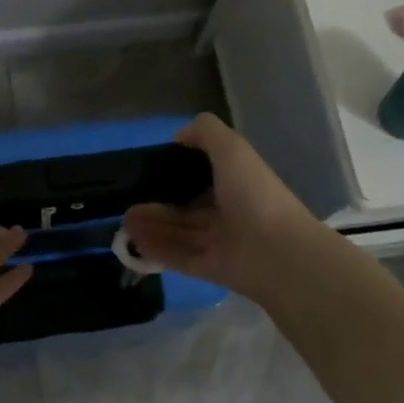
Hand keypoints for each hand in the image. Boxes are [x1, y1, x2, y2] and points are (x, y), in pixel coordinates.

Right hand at [122, 113, 324, 301]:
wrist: (279, 253)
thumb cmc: (254, 195)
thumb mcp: (232, 149)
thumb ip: (205, 133)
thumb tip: (177, 137)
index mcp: (236, 183)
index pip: (201, 177)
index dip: (175, 174)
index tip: (147, 172)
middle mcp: (228, 212)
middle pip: (185, 209)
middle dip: (156, 205)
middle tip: (126, 204)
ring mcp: (220, 243)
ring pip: (179, 233)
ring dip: (151, 227)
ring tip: (124, 223)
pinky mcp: (211, 269)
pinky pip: (179, 258)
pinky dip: (157, 251)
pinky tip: (134, 245)